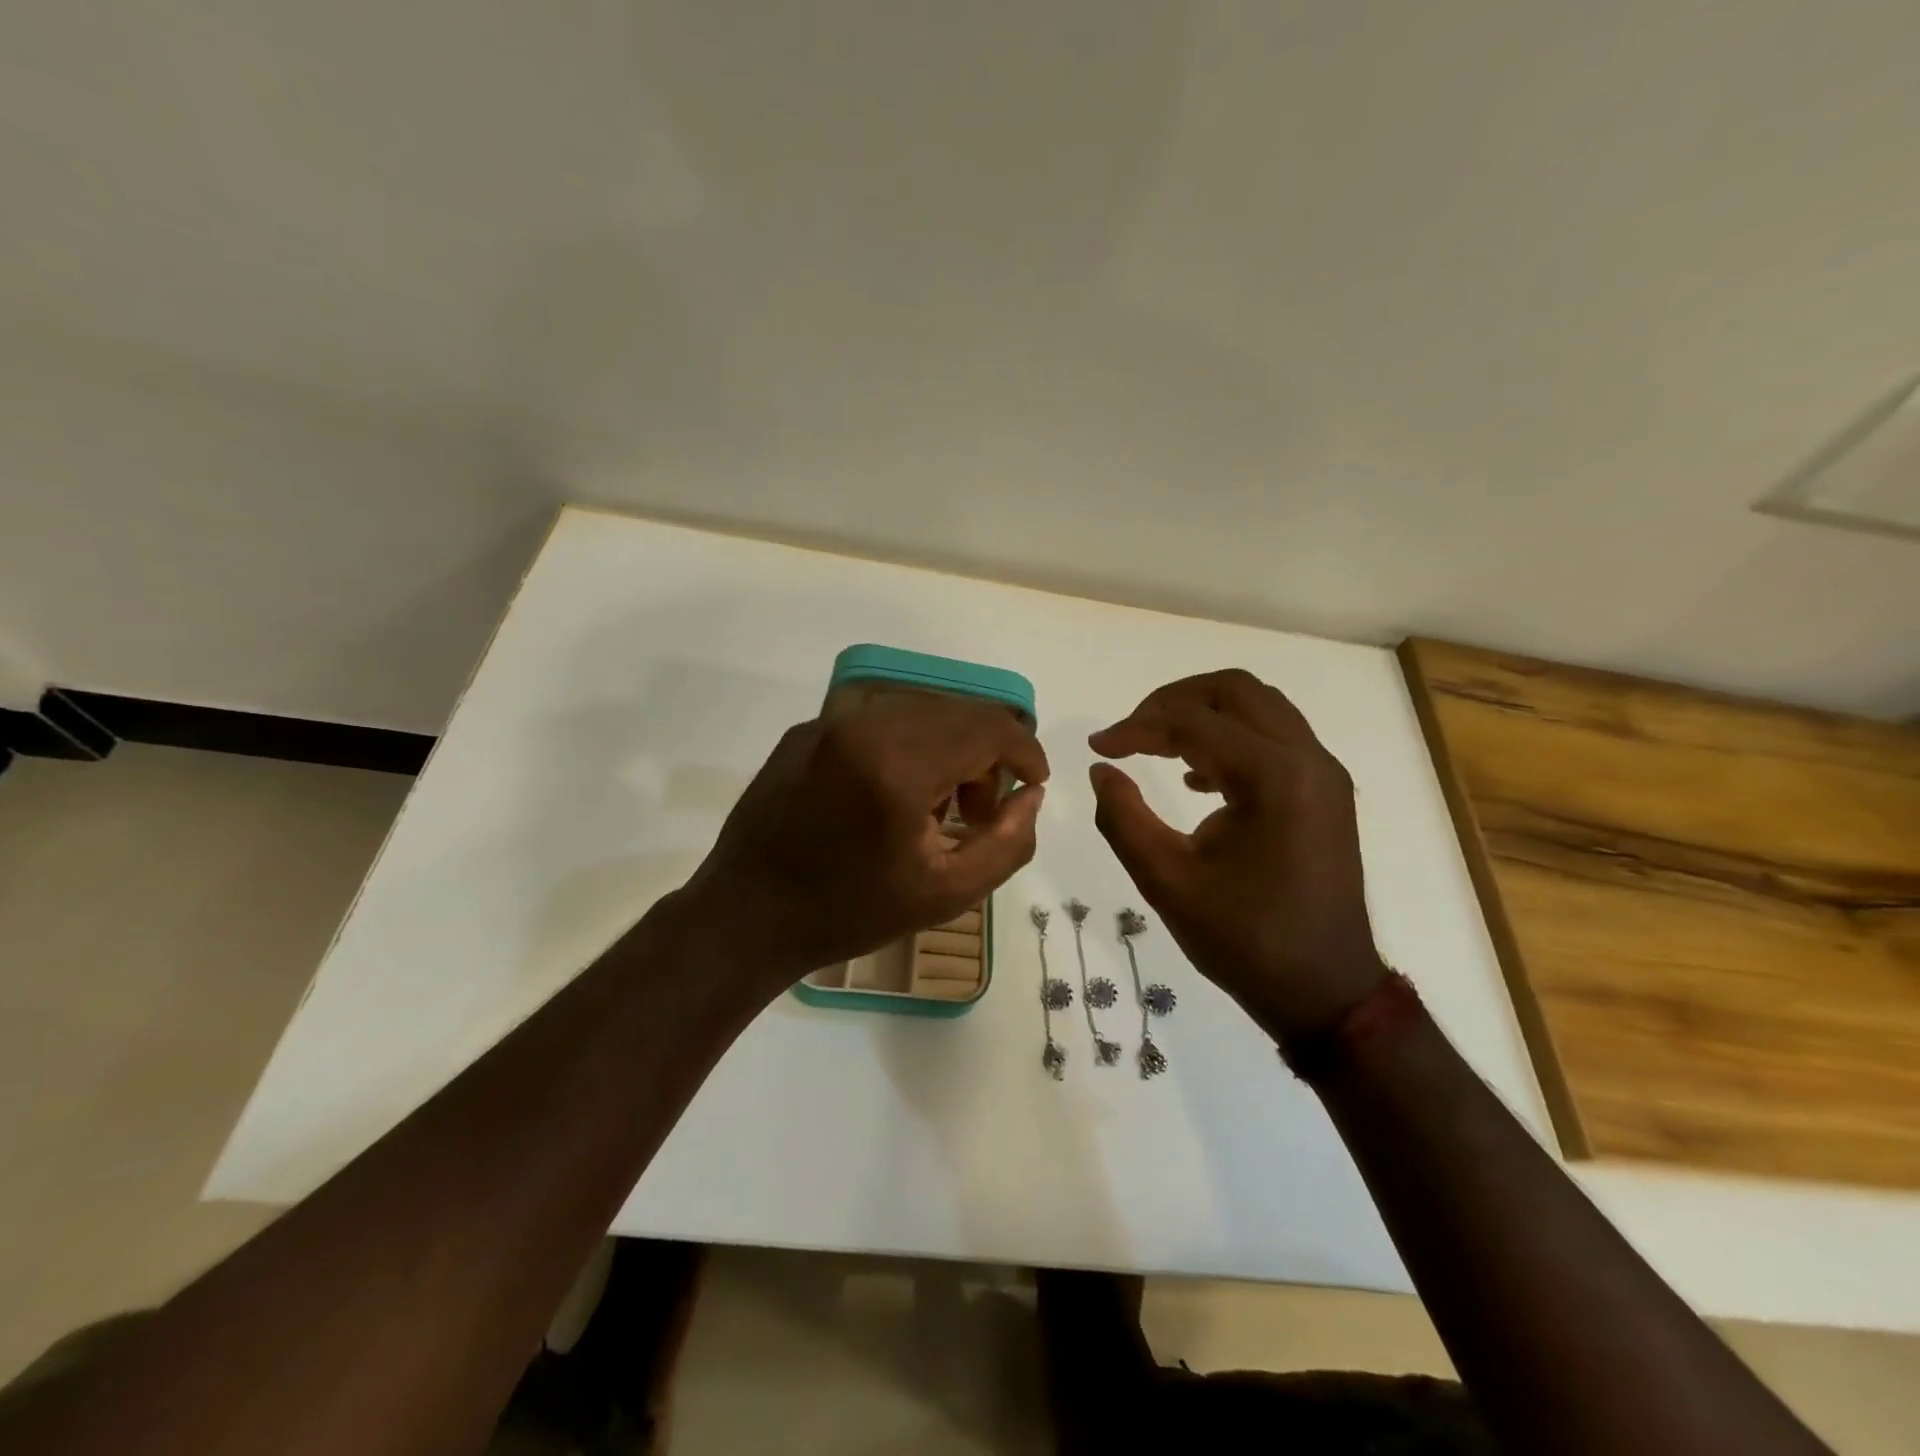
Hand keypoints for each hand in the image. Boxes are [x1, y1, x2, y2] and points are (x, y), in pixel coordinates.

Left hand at [679, 690, 1047, 990]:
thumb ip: (1008, 842)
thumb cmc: (850, 912)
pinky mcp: (808, 728)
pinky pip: (880, 718)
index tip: (1034, 783)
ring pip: (921, 709)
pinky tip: (894, 793)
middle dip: (988, 753)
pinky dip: (908, 743)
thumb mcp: (947, 894)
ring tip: (938, 806)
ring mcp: (830, 720)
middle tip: (982, 810)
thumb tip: (1032, 795)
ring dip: (950, 746)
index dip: (1025, 751)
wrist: (747, 915)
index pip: (989, 727)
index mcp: (899, 764)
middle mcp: (865, 723)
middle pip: (958, 712)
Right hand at [1088, 669, 1387, 1040]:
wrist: (1326, 991)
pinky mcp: (1325, 791)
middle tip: (1131, 732)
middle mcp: (1308, 760)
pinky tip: (1196, 779)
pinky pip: (1274, 738)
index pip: (1192, 722)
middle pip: (1235, 689)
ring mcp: (1323, 774)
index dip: (1135, 727)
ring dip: (1204, 715)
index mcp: (1275, 778)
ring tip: (1157, 747)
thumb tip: (1101, 770)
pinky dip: (1230, 738)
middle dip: (1173, 701)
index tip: (1098, 748)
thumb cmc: (1245, 940)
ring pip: (1258, 707)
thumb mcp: (1166, 881)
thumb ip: (1122, 817)